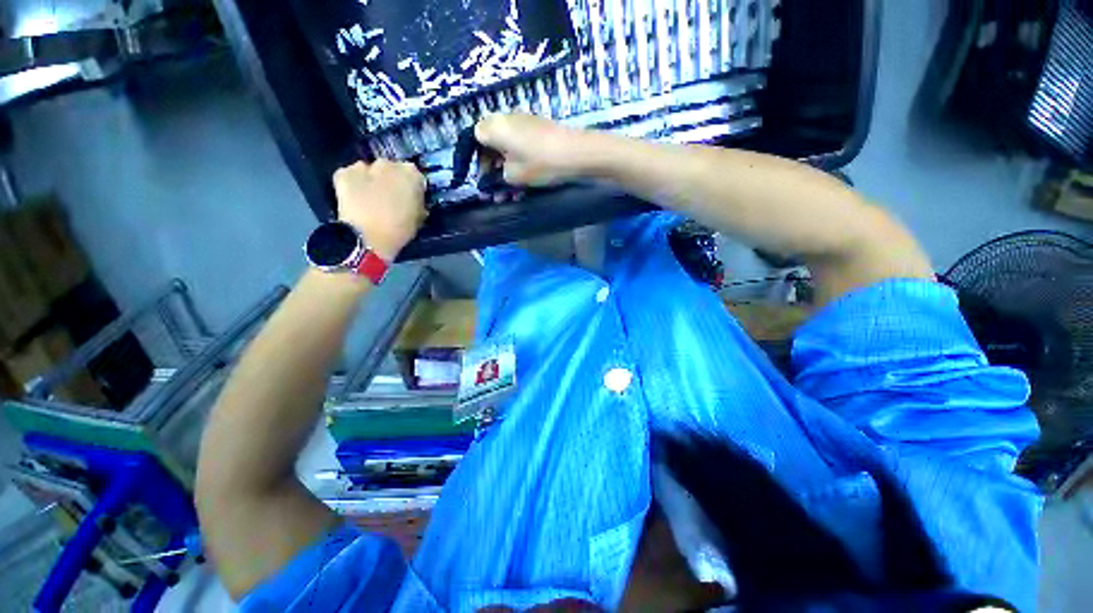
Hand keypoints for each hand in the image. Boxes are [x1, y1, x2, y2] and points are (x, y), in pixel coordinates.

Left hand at [333, 160, 426, 260]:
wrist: (368, 237)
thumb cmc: (400, 230)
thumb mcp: (418, 217)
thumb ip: (417, 203)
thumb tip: (413, 201)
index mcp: (411, 174)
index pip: (415, 177)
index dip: (412, 189)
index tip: (410, 199)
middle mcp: (388, 164)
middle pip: (391, 170)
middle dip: (391, 181)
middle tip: (390, 199)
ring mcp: (363, 166)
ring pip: (369, 171)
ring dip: (371, 181)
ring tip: (370, 200)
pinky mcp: (343, 173)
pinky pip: (350, 176)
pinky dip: (353, 184)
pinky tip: (355, 199)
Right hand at [474, 113, 595, 186]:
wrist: (576, 152)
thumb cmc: (539, 163)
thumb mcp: (513, 176)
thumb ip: (499, 176)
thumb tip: (498, 175)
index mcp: (493, 126)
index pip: (474, 139)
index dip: (478, 160)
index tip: (486, 179)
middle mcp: (506, 118)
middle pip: (492, 142)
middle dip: (493, 167)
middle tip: (498, 187)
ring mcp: (524, 121)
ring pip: (508, 146)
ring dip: (508, 168)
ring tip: (513, 192)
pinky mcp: (539, 128)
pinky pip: (522, 145)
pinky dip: (521, 161)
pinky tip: (527, 181)